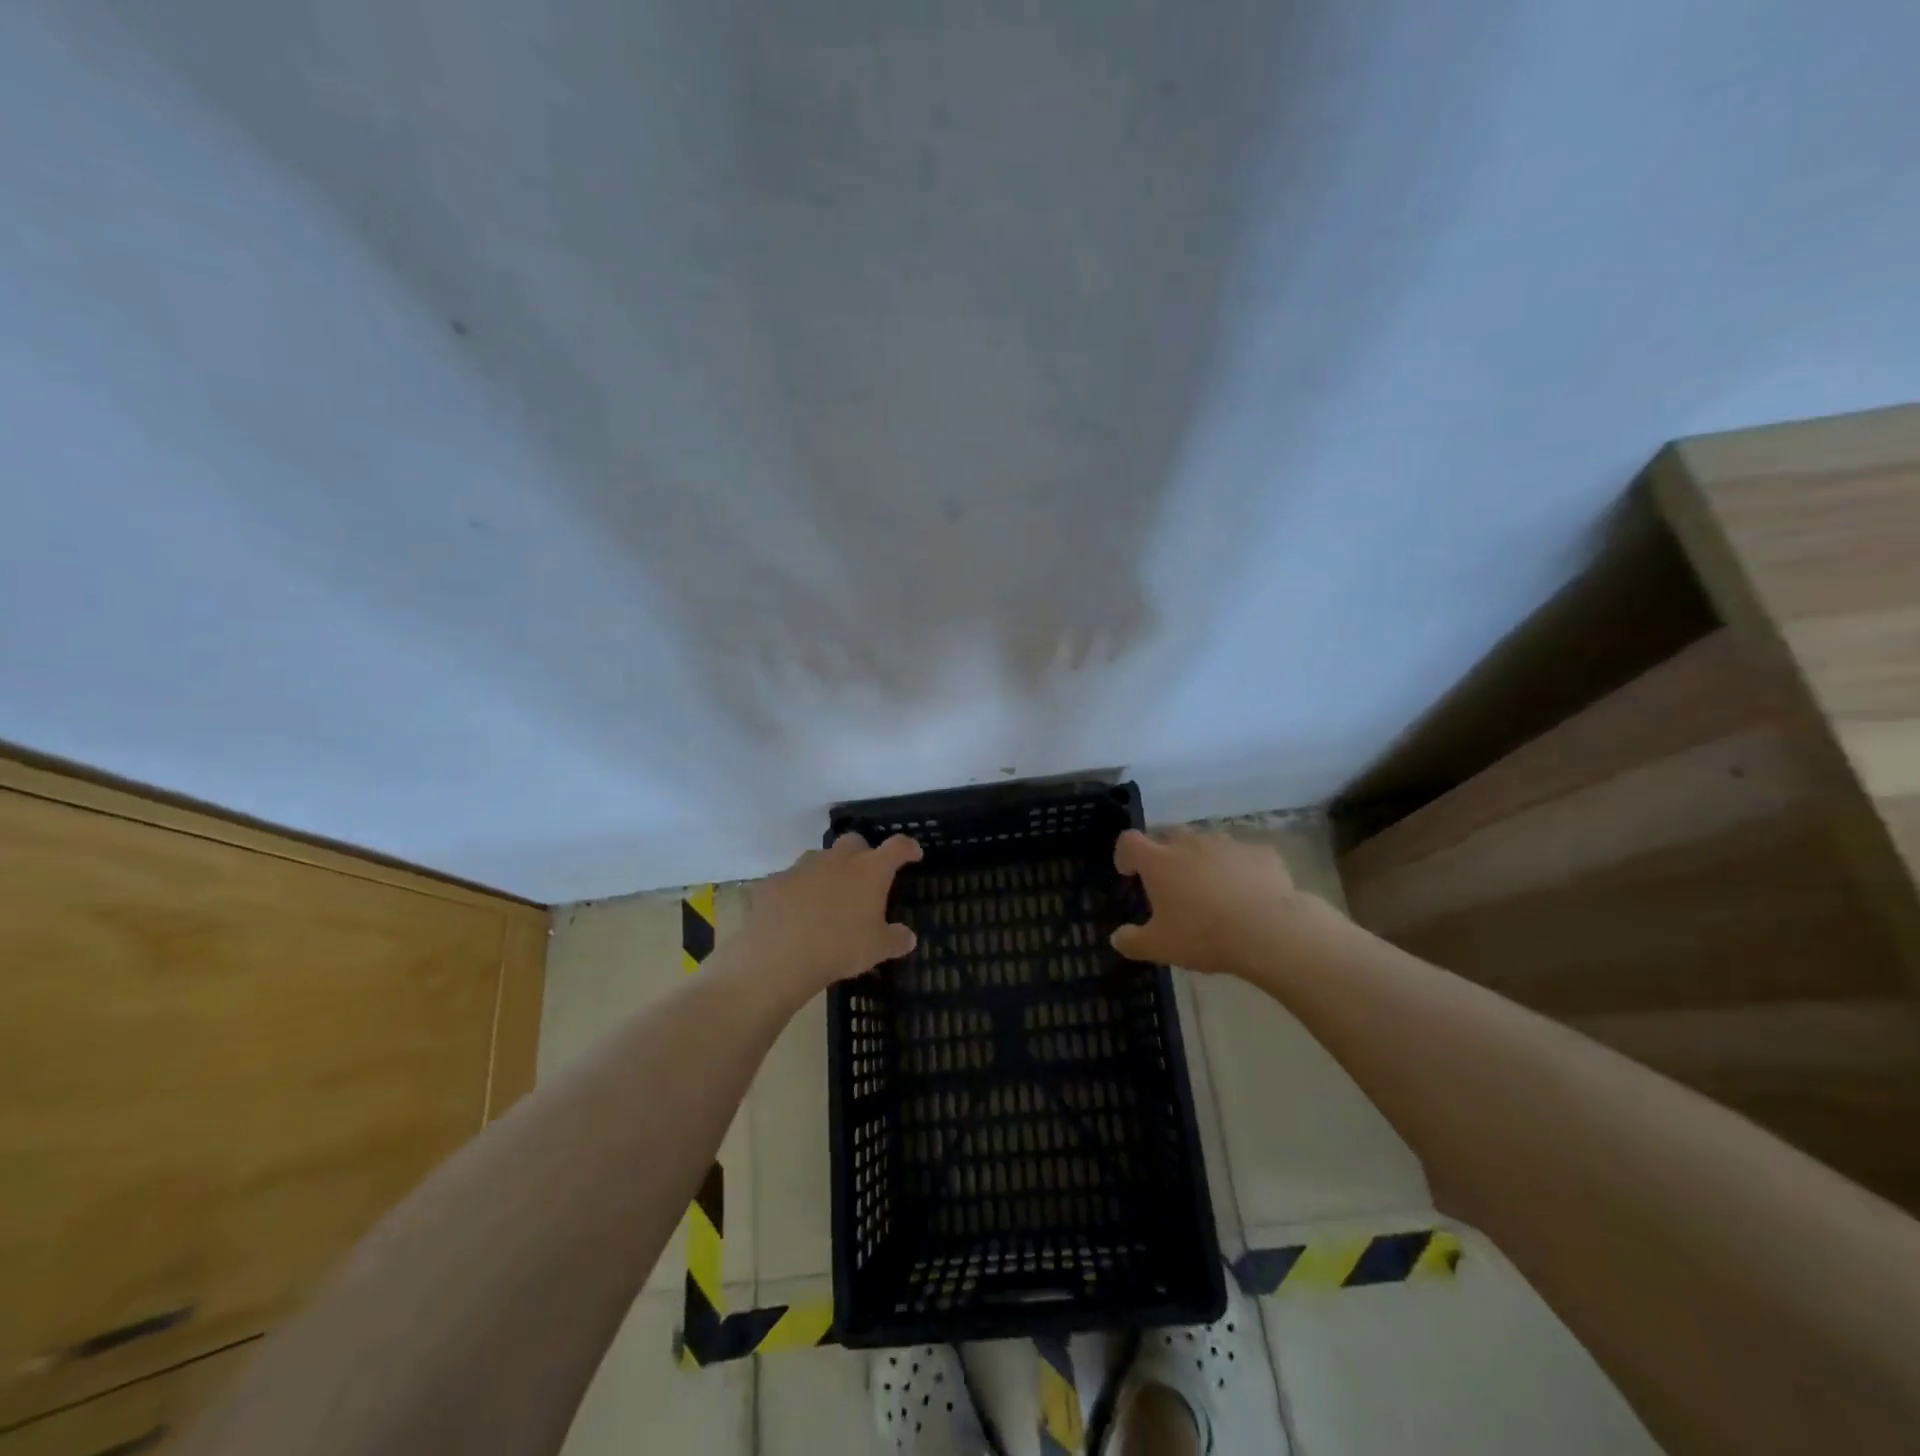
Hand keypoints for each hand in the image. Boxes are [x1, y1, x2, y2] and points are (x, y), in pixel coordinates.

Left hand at [738, 832, 922, 998]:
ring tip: (826, 899)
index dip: (907, 848)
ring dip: (827, 872)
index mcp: (869, 871)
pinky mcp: (774, 881)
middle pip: (854, 842)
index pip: (896, 847)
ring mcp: (802, 867)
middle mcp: (837, 860)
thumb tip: (909, 937)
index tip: (913, 853)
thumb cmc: (839, 948)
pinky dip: (796, 892)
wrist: (778, 956)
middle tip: (864, 878)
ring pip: (819, 858)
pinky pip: (790, 881)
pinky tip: (793, 914)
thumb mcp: (877, 950)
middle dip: (862, 854)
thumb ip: (896, 940)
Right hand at [1110, 828, 1303, 975]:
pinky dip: (1238, 868)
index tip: (1129, 872)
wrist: (1270, 932)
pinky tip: (1247, 892)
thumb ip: (1133, 941)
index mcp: (1159, 861)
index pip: (1130, 841)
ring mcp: (1227, 844)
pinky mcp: (1260, 852)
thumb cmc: (1205, 936)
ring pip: (1207, 843)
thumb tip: (1117, 938)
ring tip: (1211, 888)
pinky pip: (1242, 855)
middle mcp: (1190, 843)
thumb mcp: (1160, 947)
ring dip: (1202, 859)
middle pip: (1168, 836)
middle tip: (1170, 883)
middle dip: (1164, 853)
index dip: (1124, 853)